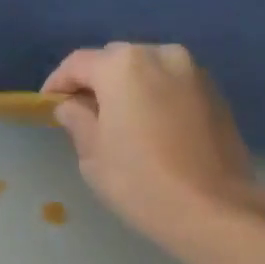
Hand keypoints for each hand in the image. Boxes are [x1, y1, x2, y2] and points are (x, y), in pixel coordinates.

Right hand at [42, 43, 264, 252]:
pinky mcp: (216, 94)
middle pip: (116, 61)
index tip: (48, 104)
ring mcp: (194, 72)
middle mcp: (161, 55)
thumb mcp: (93, 156)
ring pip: (149, 71)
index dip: (58, 83)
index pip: (79, 63)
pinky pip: (174, 86)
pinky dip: (157, 98)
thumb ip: (78, 121)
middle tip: (85, 114)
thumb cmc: (141, 182)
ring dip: (130, 89)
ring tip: (121, 122)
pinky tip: (152, 129)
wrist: (213, 208)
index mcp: (123, 66)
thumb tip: (72, 106)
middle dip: (97, 82)